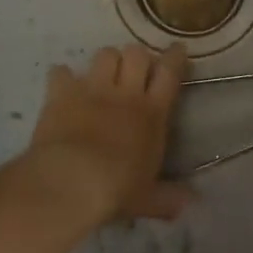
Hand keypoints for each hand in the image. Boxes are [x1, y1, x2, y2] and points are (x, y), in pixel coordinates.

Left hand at [23, 43, 191, 223]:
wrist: (71, 182)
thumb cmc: (116, 190)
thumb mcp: (147, 198)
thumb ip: (169, 198)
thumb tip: (192, 202)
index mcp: (152, 113)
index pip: (170, 73)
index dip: (175, 57)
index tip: (176, 49)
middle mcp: (125, 93)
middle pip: (137, 54)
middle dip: (137, 57)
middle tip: (134, 70)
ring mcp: (92, 89)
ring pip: (105, 54)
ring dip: (106, 62)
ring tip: (103, 75)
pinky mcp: (62, 93)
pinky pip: (61, 72)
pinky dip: (62, 77)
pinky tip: (63, 85)